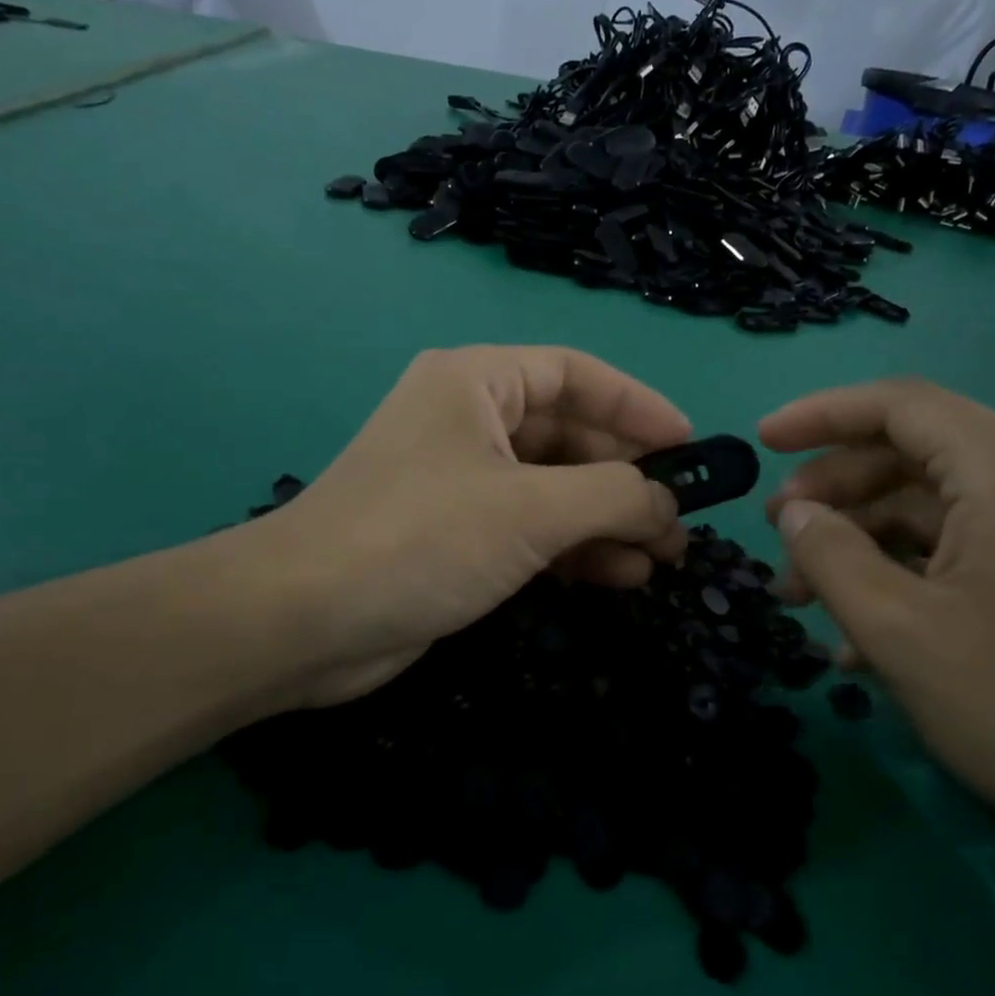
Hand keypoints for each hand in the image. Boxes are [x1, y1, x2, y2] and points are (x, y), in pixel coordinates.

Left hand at [247, 346, 689, 708]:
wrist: (304, 621)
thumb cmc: (422, 538)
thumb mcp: (532, 510)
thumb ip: (615, 496)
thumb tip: (668, 504)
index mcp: (476, 383)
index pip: (576, 375)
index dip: (638, 406)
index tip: (690, 445)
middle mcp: (466, 421)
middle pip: (569, 435)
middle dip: (628, 478)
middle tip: (681, 521)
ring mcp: (459, 481)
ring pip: (553, 489)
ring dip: (607, 521)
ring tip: (661, 559)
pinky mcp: (453, 535)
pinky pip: (529, 529)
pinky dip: (573, 550)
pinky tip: (617, 577)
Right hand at [758, 377, 994, 863]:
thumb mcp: (897, 630)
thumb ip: (828, 555)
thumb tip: (794, 514)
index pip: (899, 405)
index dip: (820, 415)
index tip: (760, 441)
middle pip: (913, 454)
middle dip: (835, 492)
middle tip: (778, 536)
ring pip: (935, 505)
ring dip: (863, 542)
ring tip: (804, 597)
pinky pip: (968, 545)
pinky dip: (907, 571)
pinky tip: (861, 633)